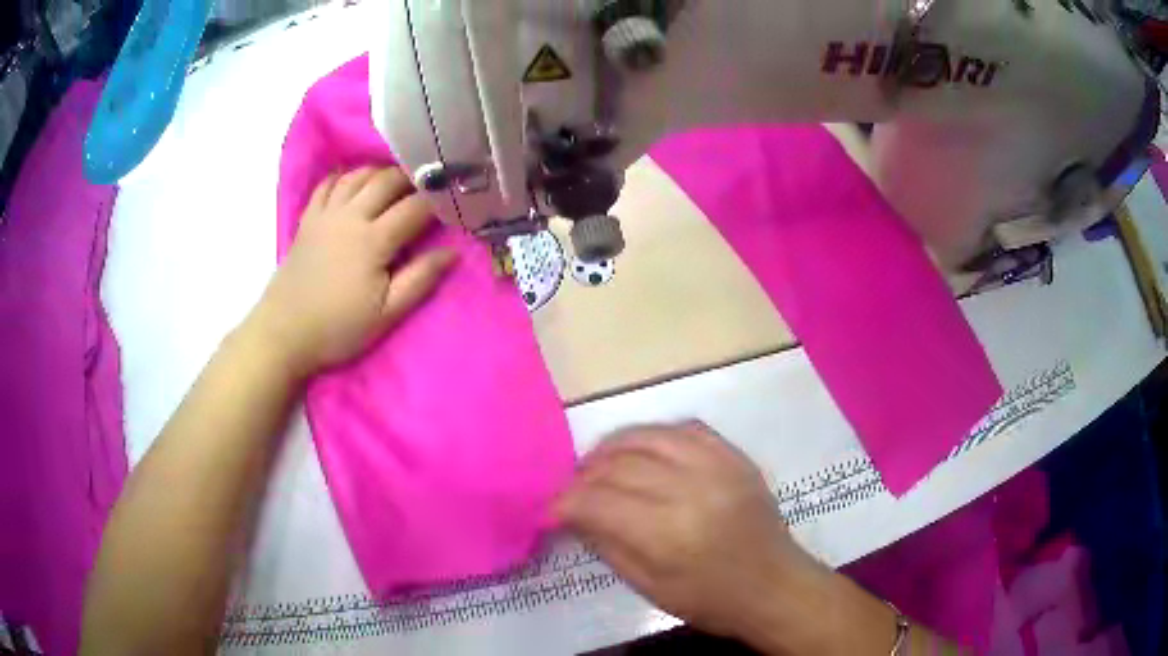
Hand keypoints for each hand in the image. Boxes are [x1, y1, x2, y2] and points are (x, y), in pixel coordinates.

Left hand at [249, 167, 455, 376]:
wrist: (284, 333)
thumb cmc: (338, 328)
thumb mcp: (387, 314)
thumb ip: (420, 279)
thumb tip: (452, 252)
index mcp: (373, 240)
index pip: (414, 207)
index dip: (437, 200)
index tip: (452, 200)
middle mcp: (350, 216)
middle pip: (386, 180)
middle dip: (411, 177)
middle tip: (426, 186)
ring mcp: (325, 215)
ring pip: (357, 175)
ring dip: (379, 172)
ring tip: (394, 182)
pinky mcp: (308, 220)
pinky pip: (326, 185)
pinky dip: (343, 176)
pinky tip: (352, 181)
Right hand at [555, 422, 812, 638]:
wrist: (774, 585)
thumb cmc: (710, 600)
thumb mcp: (649, 587)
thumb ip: (606, 545)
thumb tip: (573, 514)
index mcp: (668, 532)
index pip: (598, 500)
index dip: (565, 502)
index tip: (551, 510)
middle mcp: (691, 488)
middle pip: (619, 464)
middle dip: (584, 475)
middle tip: (573, 489)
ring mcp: (718, 466)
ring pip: (648, 435)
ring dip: (613, 447)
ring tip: (599, 464)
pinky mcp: (735, 456)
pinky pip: (685, 428)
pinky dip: (655, 435)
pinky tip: (643, 450)